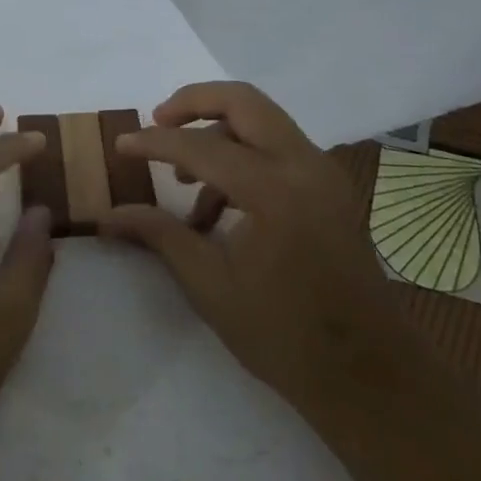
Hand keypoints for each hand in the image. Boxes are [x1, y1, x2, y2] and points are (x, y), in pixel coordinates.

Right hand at [100, 82, 396, 413]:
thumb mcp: (210, 285)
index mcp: (274, 191)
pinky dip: (243, 157)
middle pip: (242, 101)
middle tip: (157, 122)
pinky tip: (217, 209)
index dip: (153, 143)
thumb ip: (159, 235)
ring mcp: (323, 174)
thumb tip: (108, 214)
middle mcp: (304, 166)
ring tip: (182, 182)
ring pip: (262, 121)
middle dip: (193, 103)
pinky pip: (277, 149)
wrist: (371, 378)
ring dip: (217, 134)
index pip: (200, 147)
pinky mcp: (330, 188)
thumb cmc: (285, 336)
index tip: (120, 145)